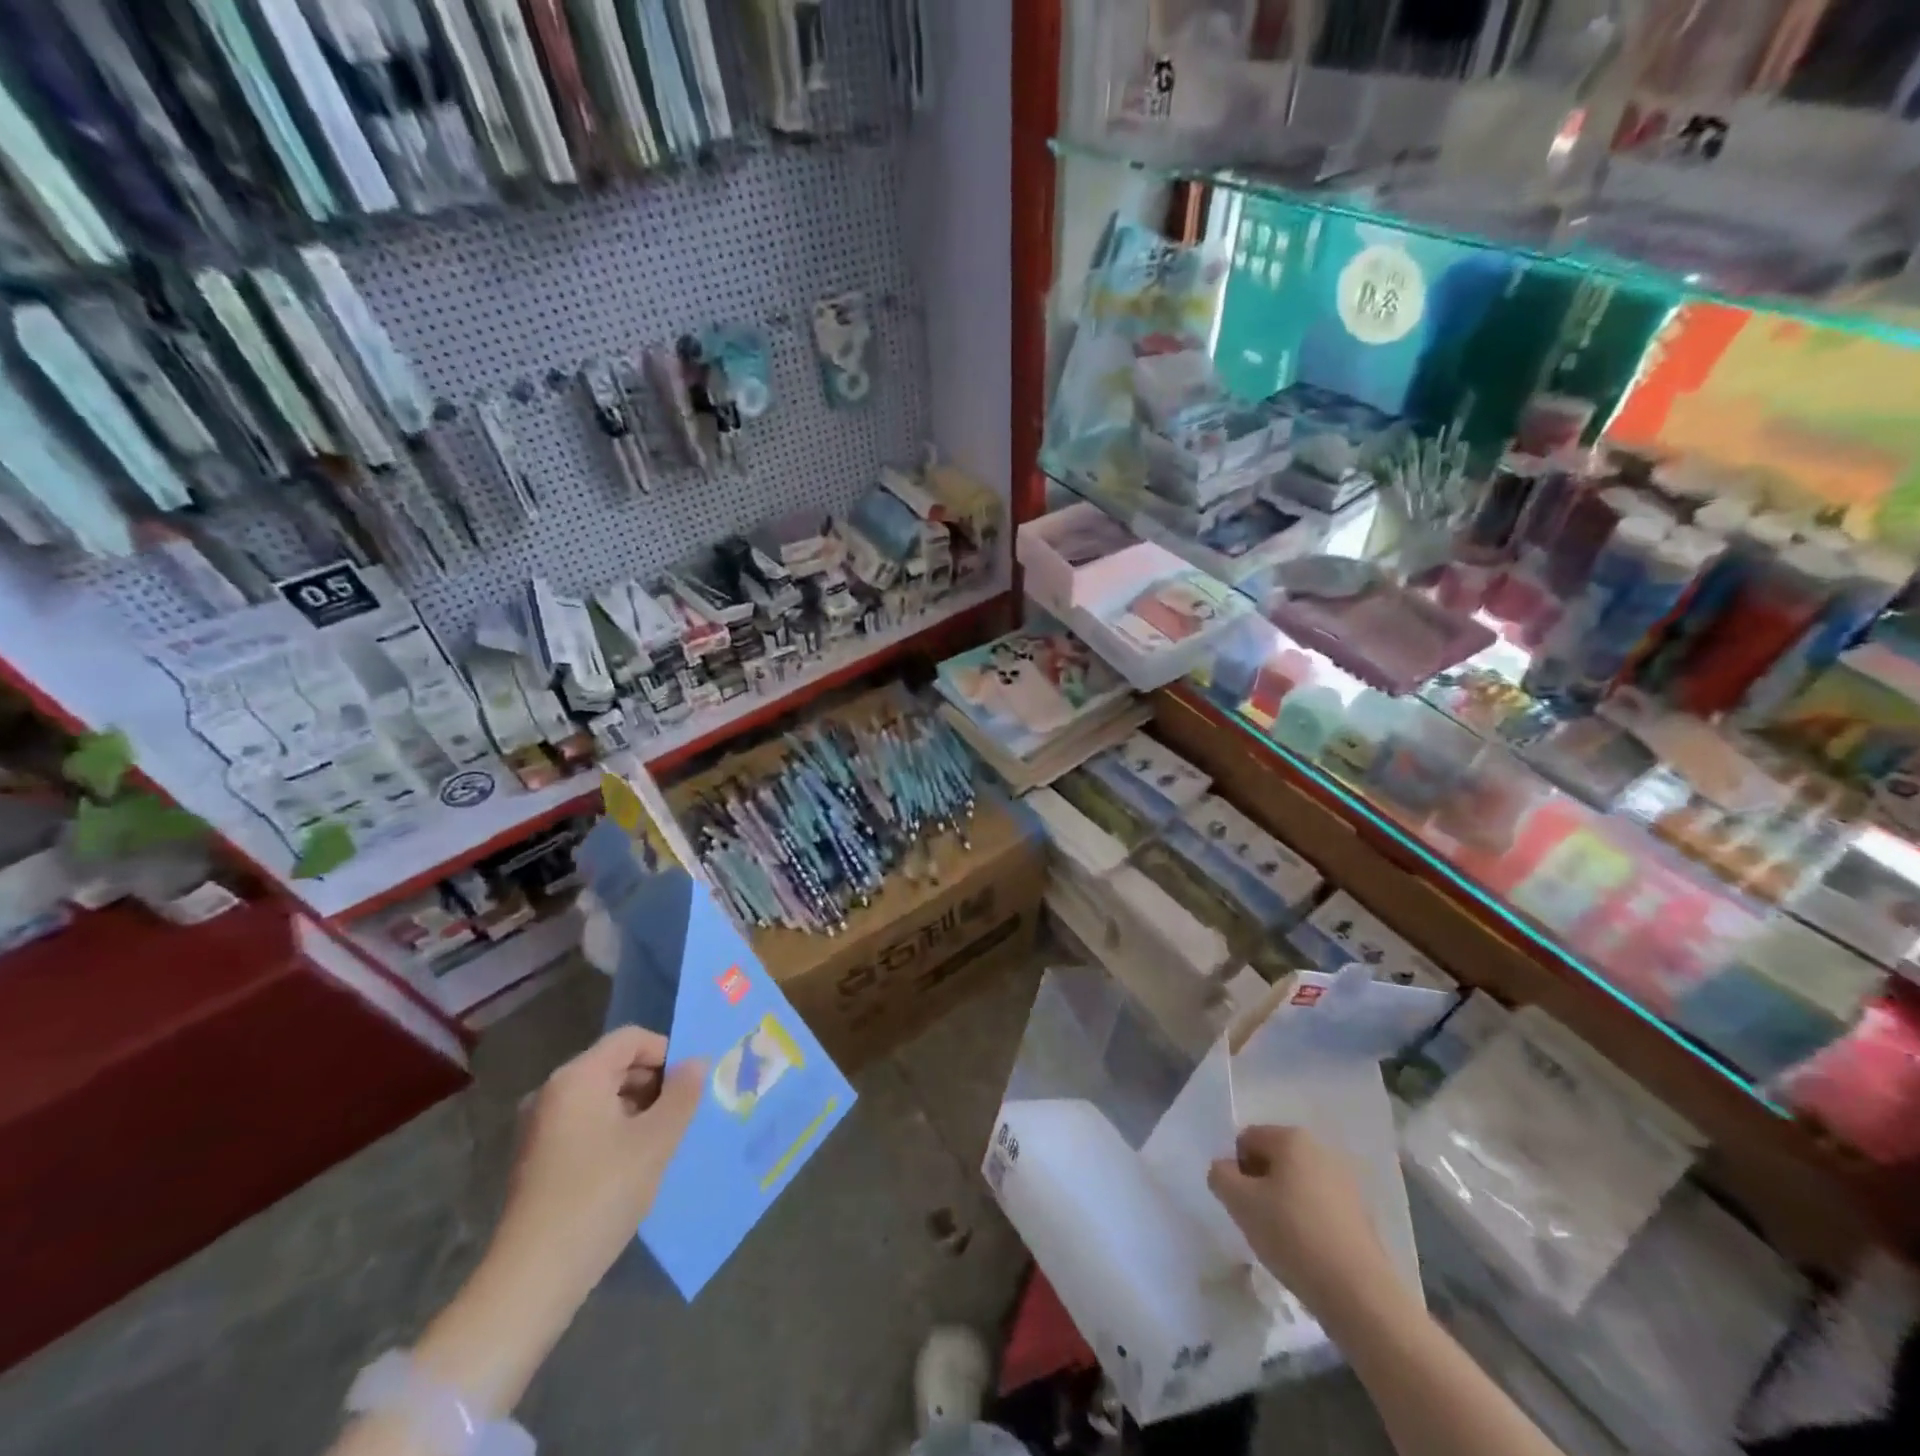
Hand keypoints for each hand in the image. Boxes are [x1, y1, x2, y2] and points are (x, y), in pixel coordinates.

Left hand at [487, 1026, 705, 1310]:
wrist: (533, 1279)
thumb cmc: (600, 1194)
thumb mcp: (656, 1140)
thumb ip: (682, 1094)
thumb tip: (696, 1062)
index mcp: (577, 1077)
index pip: (631, 1039)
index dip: (667, 1053)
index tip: (689, 1087)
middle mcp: (551, 1092)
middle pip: (615, 1065)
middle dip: (653, 1083)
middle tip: (682, 1116)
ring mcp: (538, 1127)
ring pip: (601, 1097)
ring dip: (636, 1110)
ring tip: (661, 1143)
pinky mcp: (535, 1160)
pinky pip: (584, 1124)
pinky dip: (613, 1131)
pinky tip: (631, 1166)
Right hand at [1208, 1124, 1398, 1319]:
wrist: (1359, 1294)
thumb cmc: (1293, 1236)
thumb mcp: (1240, 1203)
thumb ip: (1220, 1175)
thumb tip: (1225, 1170)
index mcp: (1292, 1138)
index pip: (1246, 1140)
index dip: (1236, 1170)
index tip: (1240, 1204)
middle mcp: (1321, 1150)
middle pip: (1273, 1160)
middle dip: (1259, 1186)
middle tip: (1257, 1221)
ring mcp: (1345, 1182)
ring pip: (1296, 1185)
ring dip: (1282, 1204)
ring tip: (1283, 1241)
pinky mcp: (1360, 1214)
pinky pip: (1319, 1207)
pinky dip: (1306, 1221)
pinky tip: (1307, 1252)